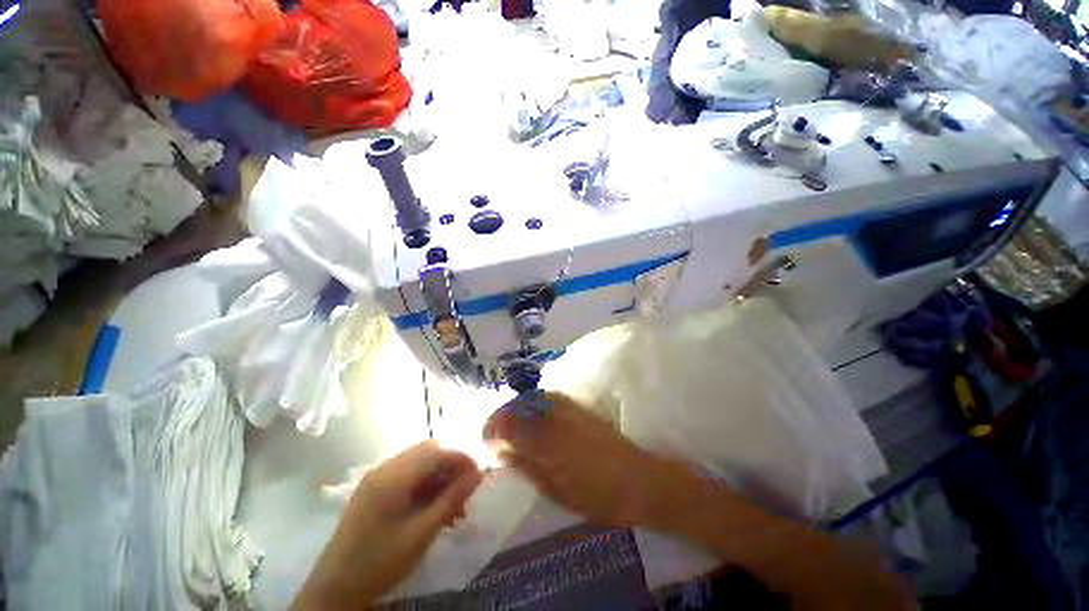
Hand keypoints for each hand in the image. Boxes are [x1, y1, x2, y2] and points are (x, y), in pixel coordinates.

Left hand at [293, 441, 482, 607]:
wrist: (334, 589)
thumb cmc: (380, 561)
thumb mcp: (422, 532)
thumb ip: (452, 498)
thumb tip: (478, 474)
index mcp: (394, 476)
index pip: (437, 452)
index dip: (461, 459)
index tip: (478, 476)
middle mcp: (385, 469)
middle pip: (428, 453)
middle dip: (450, 468)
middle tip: (464, 491)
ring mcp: (377, 479)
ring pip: (418, 465)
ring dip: (438, 479)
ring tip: (453, 506)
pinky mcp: (373, 490)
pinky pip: (406, 477)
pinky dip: (424, 487)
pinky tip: (433, 509)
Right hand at [484, 391, 695, 527]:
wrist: (639, 479)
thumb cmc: (596, 494)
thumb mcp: (554, 489)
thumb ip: (525, 465)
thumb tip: (501, 452)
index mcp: (546, 439)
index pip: (506, 424)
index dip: (490, 432)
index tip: (486, 444)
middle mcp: (554, 414)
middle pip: (515, 406)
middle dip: (500, 419)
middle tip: (495, 437)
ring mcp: (567, 405)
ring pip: (529, 398)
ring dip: (515, 411)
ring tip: (511, 429)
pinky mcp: (577, 404)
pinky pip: (545, 397)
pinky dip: (532, 406)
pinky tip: (532, 419)